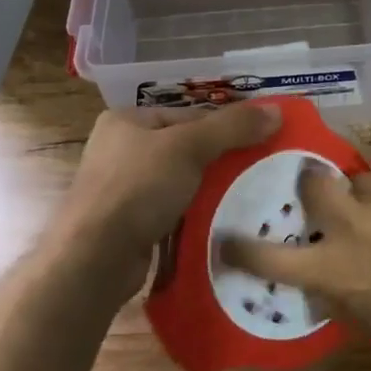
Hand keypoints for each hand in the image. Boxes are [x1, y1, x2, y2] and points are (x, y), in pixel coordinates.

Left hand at [66, 105, 281, 289]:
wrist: (94, 259)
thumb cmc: (138, 188)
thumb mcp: (189, 147)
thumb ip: (232, 127)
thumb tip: (276, 111)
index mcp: (126, 121)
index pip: (187, 116)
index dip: (224, 127)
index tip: (258, 141)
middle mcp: (119, 151)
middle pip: (184, 150)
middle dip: (219, 162)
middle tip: (257, 171)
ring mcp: (120, 191)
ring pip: (179, 184)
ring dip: (208, 192)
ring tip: (247, 199)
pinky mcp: (127, 226)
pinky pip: (171, 214)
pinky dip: (193, 218)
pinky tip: (220, 225)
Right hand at [222, 146, 370, 358]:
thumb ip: (336, 291)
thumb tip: (316, 272)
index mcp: (335, 269)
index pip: (272, 255)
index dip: (243, 246)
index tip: (228, 238)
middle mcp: (352, 225)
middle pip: (312, 183)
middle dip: (313, 186)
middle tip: (324, 194)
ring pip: (356, 173)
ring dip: (363, 186)